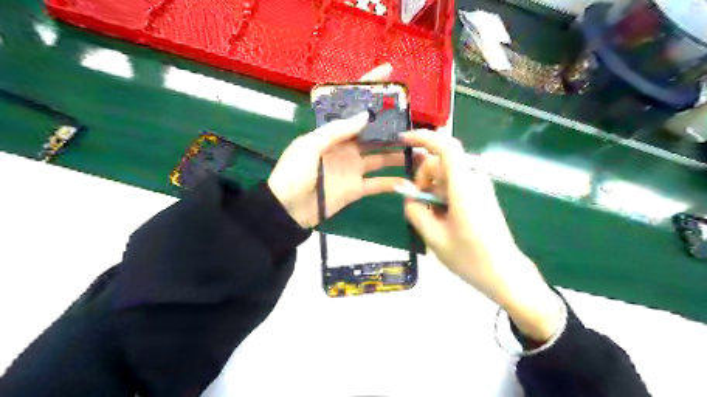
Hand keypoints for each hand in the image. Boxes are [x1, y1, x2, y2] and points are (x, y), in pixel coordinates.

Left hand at [268, 63, 405, 227]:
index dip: (369, 88)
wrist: (287, 210)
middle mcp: (346, 147)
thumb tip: (363, 116)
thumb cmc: (294, 173)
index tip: (389, 73)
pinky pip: (377, 184)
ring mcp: (353, 168)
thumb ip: (336, 131)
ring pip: (381, 157)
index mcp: (332, 132)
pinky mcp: (357, 188)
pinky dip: (391, 183)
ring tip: (420, 151)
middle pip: (373, 133)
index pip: (353, 106)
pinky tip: (408, 179)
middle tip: (414, 122)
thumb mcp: (309, 146)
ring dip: (399, 154)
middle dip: (393, 127)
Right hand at [404, 131, 564, 341]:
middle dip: (423, 179)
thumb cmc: (470, 258)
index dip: (425, 138)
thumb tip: (407, 194)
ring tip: (430, 218)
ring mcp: (479, 188)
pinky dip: (442, 196)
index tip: (404, 141)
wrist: (505, 274)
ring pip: (446, 176)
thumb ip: (415, 211)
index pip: (447, 147)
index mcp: (464, 188)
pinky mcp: (481, 196)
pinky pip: (455, 186)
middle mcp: (474, 181)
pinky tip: (441, 218)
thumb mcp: (434, 238)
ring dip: (432, 190)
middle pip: (441, 164)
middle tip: (416, 205)